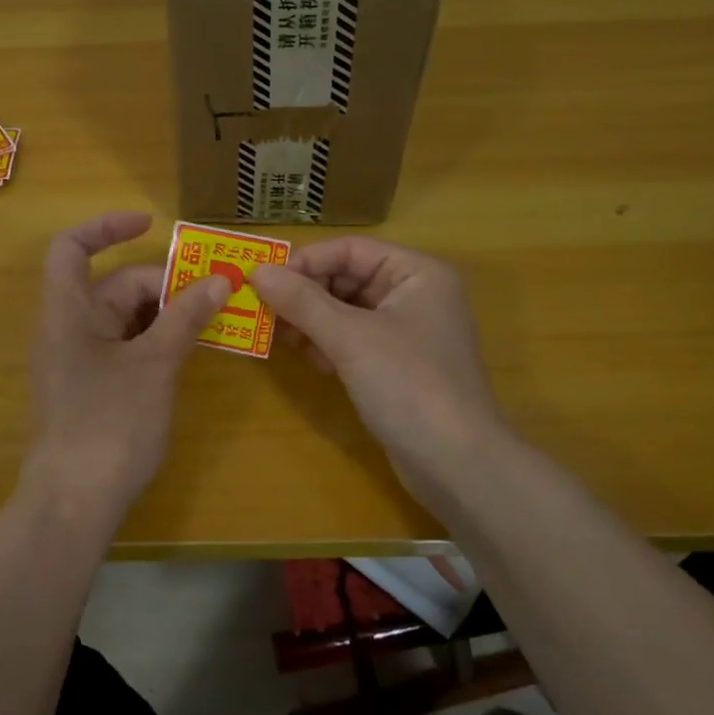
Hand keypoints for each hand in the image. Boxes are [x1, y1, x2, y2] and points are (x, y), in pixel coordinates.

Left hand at [25, 211, 229, 515]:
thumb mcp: (154, 365)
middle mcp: (67, 328)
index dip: (107, 227)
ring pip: (124, 319)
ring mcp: (78, 360)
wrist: (73, 504)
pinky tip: (189, 351)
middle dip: (163, 284)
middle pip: (114, 285)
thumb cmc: (109, 425)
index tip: (152, 224)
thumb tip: (220, 281)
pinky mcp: (90, 388)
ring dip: (165, 314)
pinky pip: (124, 347)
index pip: (72, 247)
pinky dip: (155, 342)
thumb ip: (185, 318)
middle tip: (216, 294)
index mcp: (67, 311)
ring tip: (213, 319)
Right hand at [248, 238, 507, 509]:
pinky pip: (354, 339)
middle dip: (306, 294)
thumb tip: (256, 271)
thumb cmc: (408, 385)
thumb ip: (302, 301)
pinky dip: (328, 344)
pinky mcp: (398, 365)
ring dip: (312, 320)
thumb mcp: (350, 338)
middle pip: (348, 277)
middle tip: (264, 312)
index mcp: (416, 273)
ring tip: (280, 337)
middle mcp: (415, 294)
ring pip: (347, 310)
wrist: (457, 464)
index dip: (305, 261)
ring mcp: (408, 332)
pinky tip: (309, 359)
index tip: (263, 282)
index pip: (350, 249)